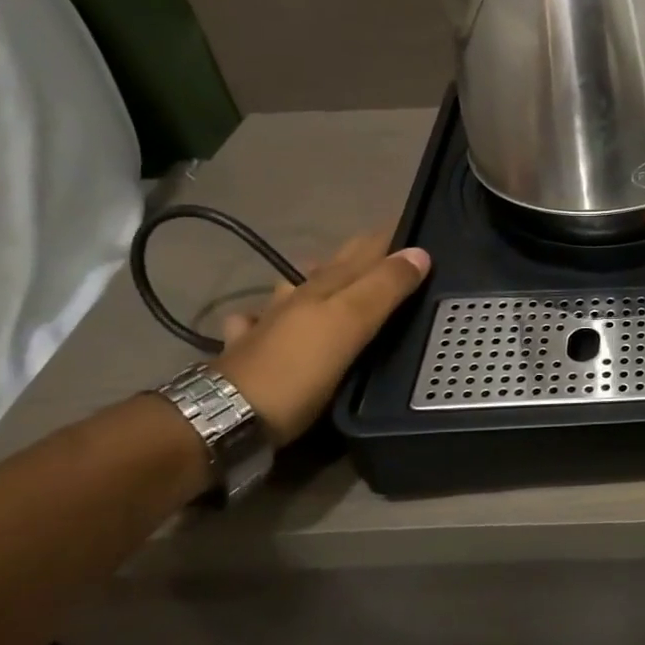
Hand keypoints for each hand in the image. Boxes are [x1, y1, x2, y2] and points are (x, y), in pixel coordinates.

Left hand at [212, 231, 430, 442]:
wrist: (225, 417)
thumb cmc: (298, 369)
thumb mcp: (350, 324)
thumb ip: (385, 287)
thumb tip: (420, 252)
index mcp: (326, 286)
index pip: (367, 251)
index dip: (391, 239)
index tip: (417, 227)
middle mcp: (297, 298)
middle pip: (334, 267)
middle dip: (360, 252)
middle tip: (388, 246)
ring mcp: (267, 325)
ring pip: (294, 290)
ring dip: (311, 278)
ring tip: (324, 272)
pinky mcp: (247, 355)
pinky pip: (256, 325)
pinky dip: (263, 316)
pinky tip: (259, 319)